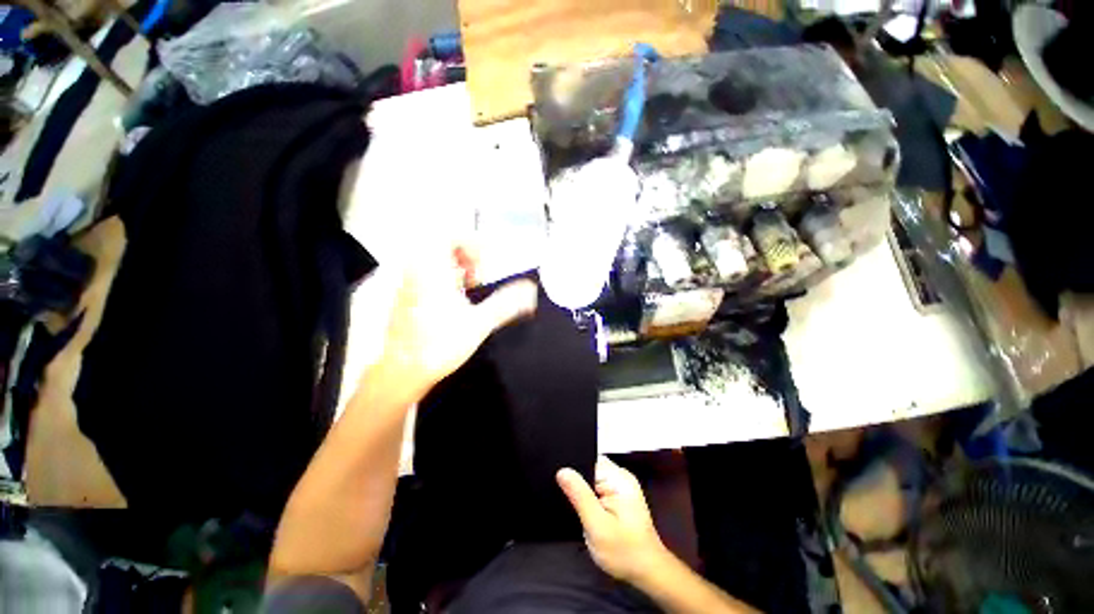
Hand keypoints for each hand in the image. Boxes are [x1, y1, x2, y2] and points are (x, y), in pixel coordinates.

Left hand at [379, 244, 536, 397]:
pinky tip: (458, 298)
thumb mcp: (479, 323)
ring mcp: (409, 283)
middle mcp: (416, 270)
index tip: (490, 257)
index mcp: (432, 270)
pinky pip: (429, 273)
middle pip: (444, 246)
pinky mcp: (408, 295)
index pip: (450, 236)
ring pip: (436, 260)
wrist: (401, 371)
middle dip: (468, 255)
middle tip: (482, 273)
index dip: (474, 242)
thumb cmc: (438, 344)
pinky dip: (448, 277)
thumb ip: (506, 304)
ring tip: (473, 285)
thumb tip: (530, 291)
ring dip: (459, 267)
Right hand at [557, 456, 669, 583]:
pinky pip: (596, 488)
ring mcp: (620, 486)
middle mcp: (620, 476)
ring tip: (575, 506)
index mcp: (619, 478)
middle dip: (576, 482)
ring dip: (582, 492)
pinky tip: (585, 511)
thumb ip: (579, 495)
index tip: (557, 481)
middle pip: (589, 467)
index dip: (572, 468)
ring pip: (591, 479)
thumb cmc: (624, 551)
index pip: (588, 459)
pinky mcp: (618, 497)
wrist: (647, 573)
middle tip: (567, 500)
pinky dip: (588, 498)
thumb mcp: (597, 526)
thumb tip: (562, 471)